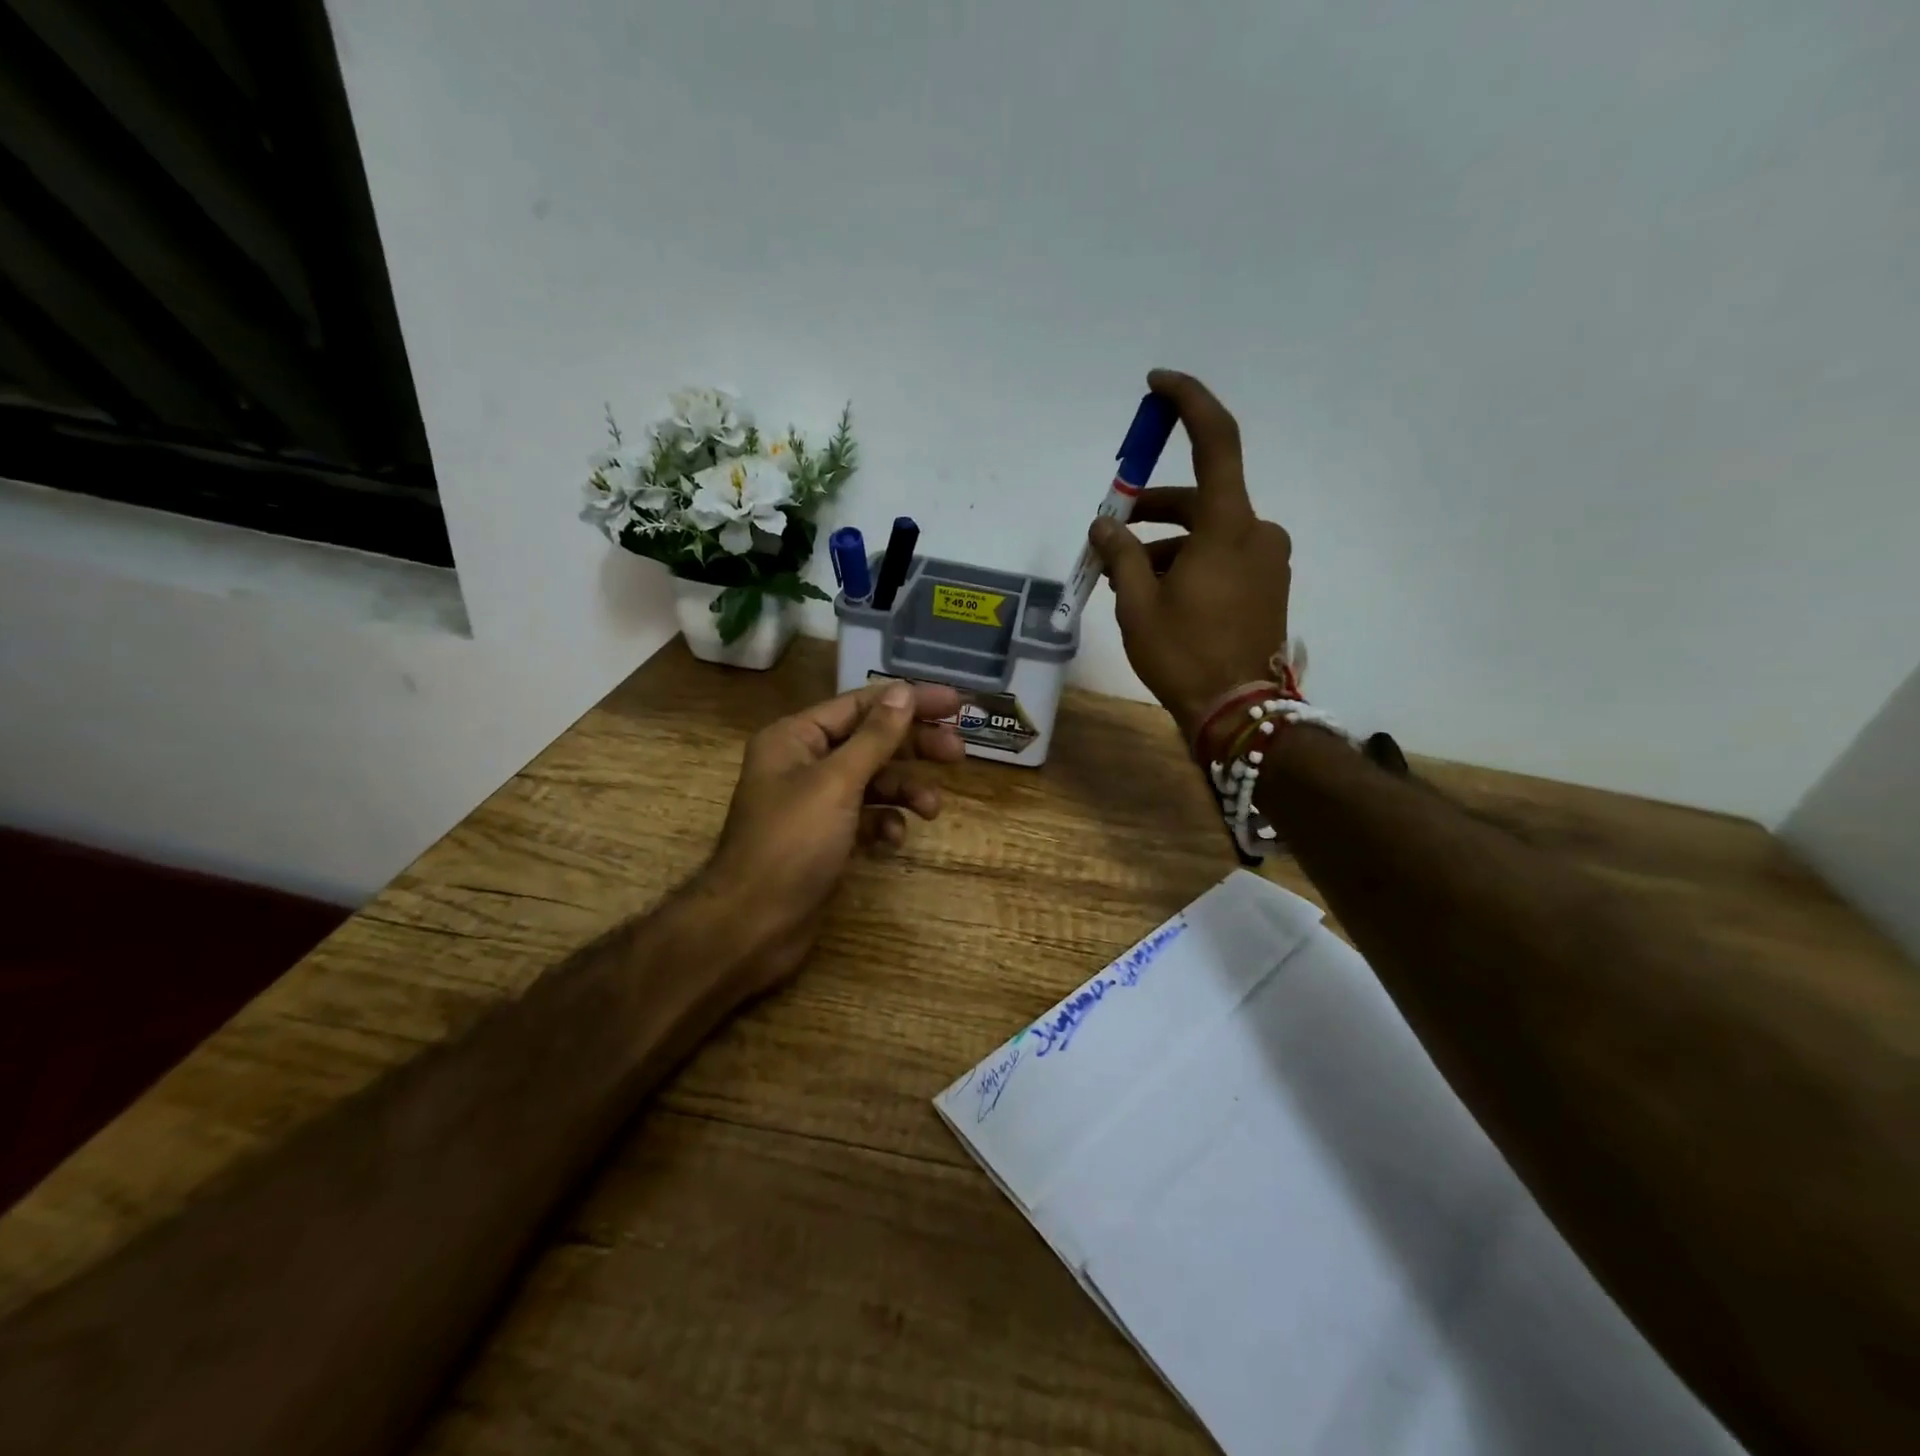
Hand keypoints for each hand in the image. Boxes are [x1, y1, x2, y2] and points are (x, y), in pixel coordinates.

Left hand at [696, 679, 963, 994]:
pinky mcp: (826, 838)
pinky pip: (865, 818)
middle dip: (913, 747)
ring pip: (872, 782)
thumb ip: (875, 737)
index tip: (955, 703)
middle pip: (870, 741)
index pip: (861, 705)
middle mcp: (804, 763)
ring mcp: (815, 803)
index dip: (909, 701)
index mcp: (796, 737)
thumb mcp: (837, 783)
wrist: (753, 926)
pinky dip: (884, 824)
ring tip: (932, 809)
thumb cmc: (792, 844)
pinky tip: (894, 841)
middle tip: (958, 752)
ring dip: (904, 790)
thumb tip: (904, 691)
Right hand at [1090, 369, 1293, 742]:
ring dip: (1163, 546)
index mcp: (1230, 526)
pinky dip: (1186, 563)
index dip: (1189, 402)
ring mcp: (1266, 561)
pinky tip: (1153, 594)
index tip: (1158, 385)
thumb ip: (1120, 554)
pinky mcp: (1266, 586)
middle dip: (1150, 512)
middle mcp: (1257, 533)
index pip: (1216, 441)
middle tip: (1109, 532)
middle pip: (1198, 499)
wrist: (1238, 712)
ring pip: (1206, 534)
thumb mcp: (1137, 603)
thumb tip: (1104, 526)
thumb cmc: (1184, 654)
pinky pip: (1220, 558)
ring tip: (1121, 578)